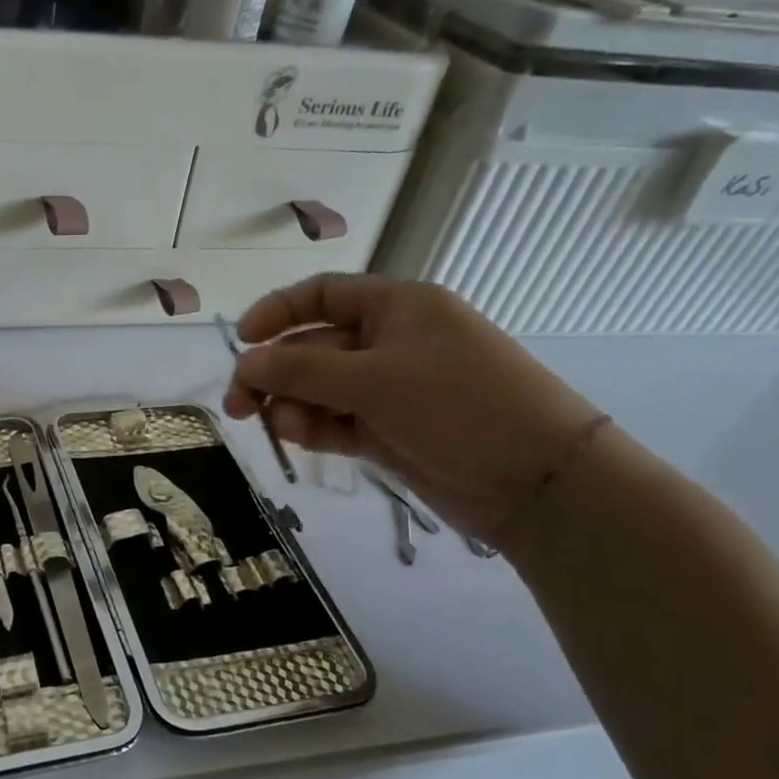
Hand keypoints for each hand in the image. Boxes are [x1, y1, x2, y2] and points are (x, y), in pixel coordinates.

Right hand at [224, 274, 602, 538]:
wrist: (539, 483)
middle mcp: (390, 342)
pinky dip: (314, 429)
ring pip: (319, 390)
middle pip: (312, 348)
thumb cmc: (460, 406)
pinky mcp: (389, 431)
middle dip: (274, 373)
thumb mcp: (375, 380)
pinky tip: (300, 439)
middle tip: (238, 407)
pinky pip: (336, 422)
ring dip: (292, 406)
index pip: (322, 296)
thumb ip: (301, 370)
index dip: (277, 312)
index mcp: (396, 307)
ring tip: (282, 429)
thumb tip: (244, 362)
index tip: (241, 341)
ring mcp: (390, 390)